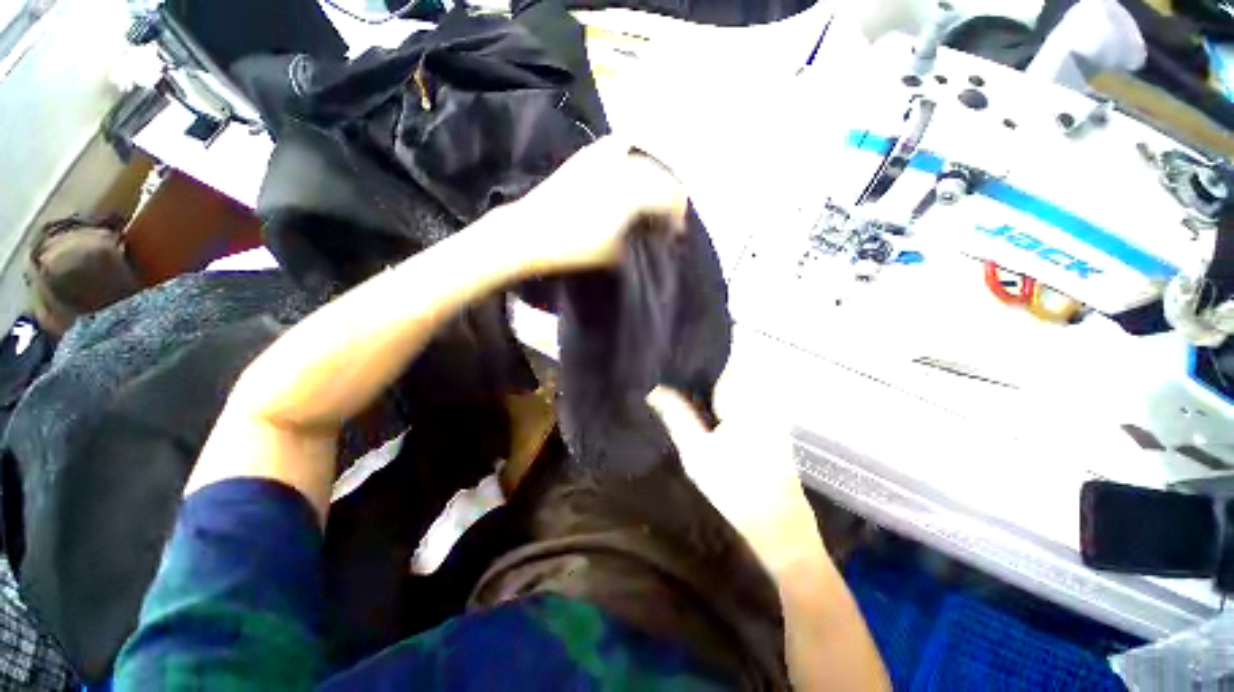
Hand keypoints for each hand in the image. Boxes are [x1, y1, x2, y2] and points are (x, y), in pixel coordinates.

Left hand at [513, 136, 688, 273]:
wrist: (532, 231)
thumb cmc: (575, 247)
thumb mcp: (615, 251)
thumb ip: (640, 237)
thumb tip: (652, 230)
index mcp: (635, 194)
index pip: (671, 197)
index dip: (678, 213)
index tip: (676, 229)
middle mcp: (625, 168)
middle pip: (661, 175)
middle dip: (669, 194)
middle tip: (667, 213)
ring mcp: (604, 157)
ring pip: (643, 158)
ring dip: (654, 173)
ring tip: (652, 191)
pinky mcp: (587, 155)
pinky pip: (618, 146)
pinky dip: (630, 155)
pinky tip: (630, 167)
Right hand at [647, 380, 825, 575]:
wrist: (778, 524)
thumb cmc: (735, 487)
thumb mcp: (696, 452)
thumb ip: (676, 415)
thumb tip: (654, 390)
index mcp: (743, 398)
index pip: (717, 362)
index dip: (694, 362)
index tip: (672, 365)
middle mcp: (760, 397)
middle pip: (725, 371)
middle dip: (700, 375)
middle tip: (673, 384)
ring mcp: (768, 410)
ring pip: (733, 386)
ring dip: (711, 389)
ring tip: (685, 396)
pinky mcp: (770, 423)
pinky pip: (742, 400)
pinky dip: (724, 401)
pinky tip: (709, 416)